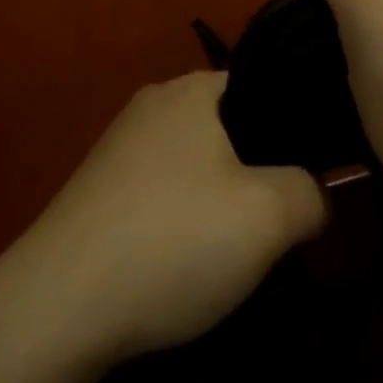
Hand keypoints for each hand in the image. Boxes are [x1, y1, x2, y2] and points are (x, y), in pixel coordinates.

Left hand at [4, 72, 325, 363]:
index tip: (319, 169)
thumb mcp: (268, 217)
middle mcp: (152, 102)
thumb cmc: (173, 238)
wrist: (63, 298)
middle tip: (287, 214)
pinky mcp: (101, 186)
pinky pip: (162, 188)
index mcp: (191, 89)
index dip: (293, 124)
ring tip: (245, 243)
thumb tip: (315, 191)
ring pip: (194, 160)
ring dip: (222, 196)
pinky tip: (191, 257)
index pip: (259, 84)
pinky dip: (184, 214)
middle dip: (259, 166)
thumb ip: (311, 193)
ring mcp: (121, 144)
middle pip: (227, 125)